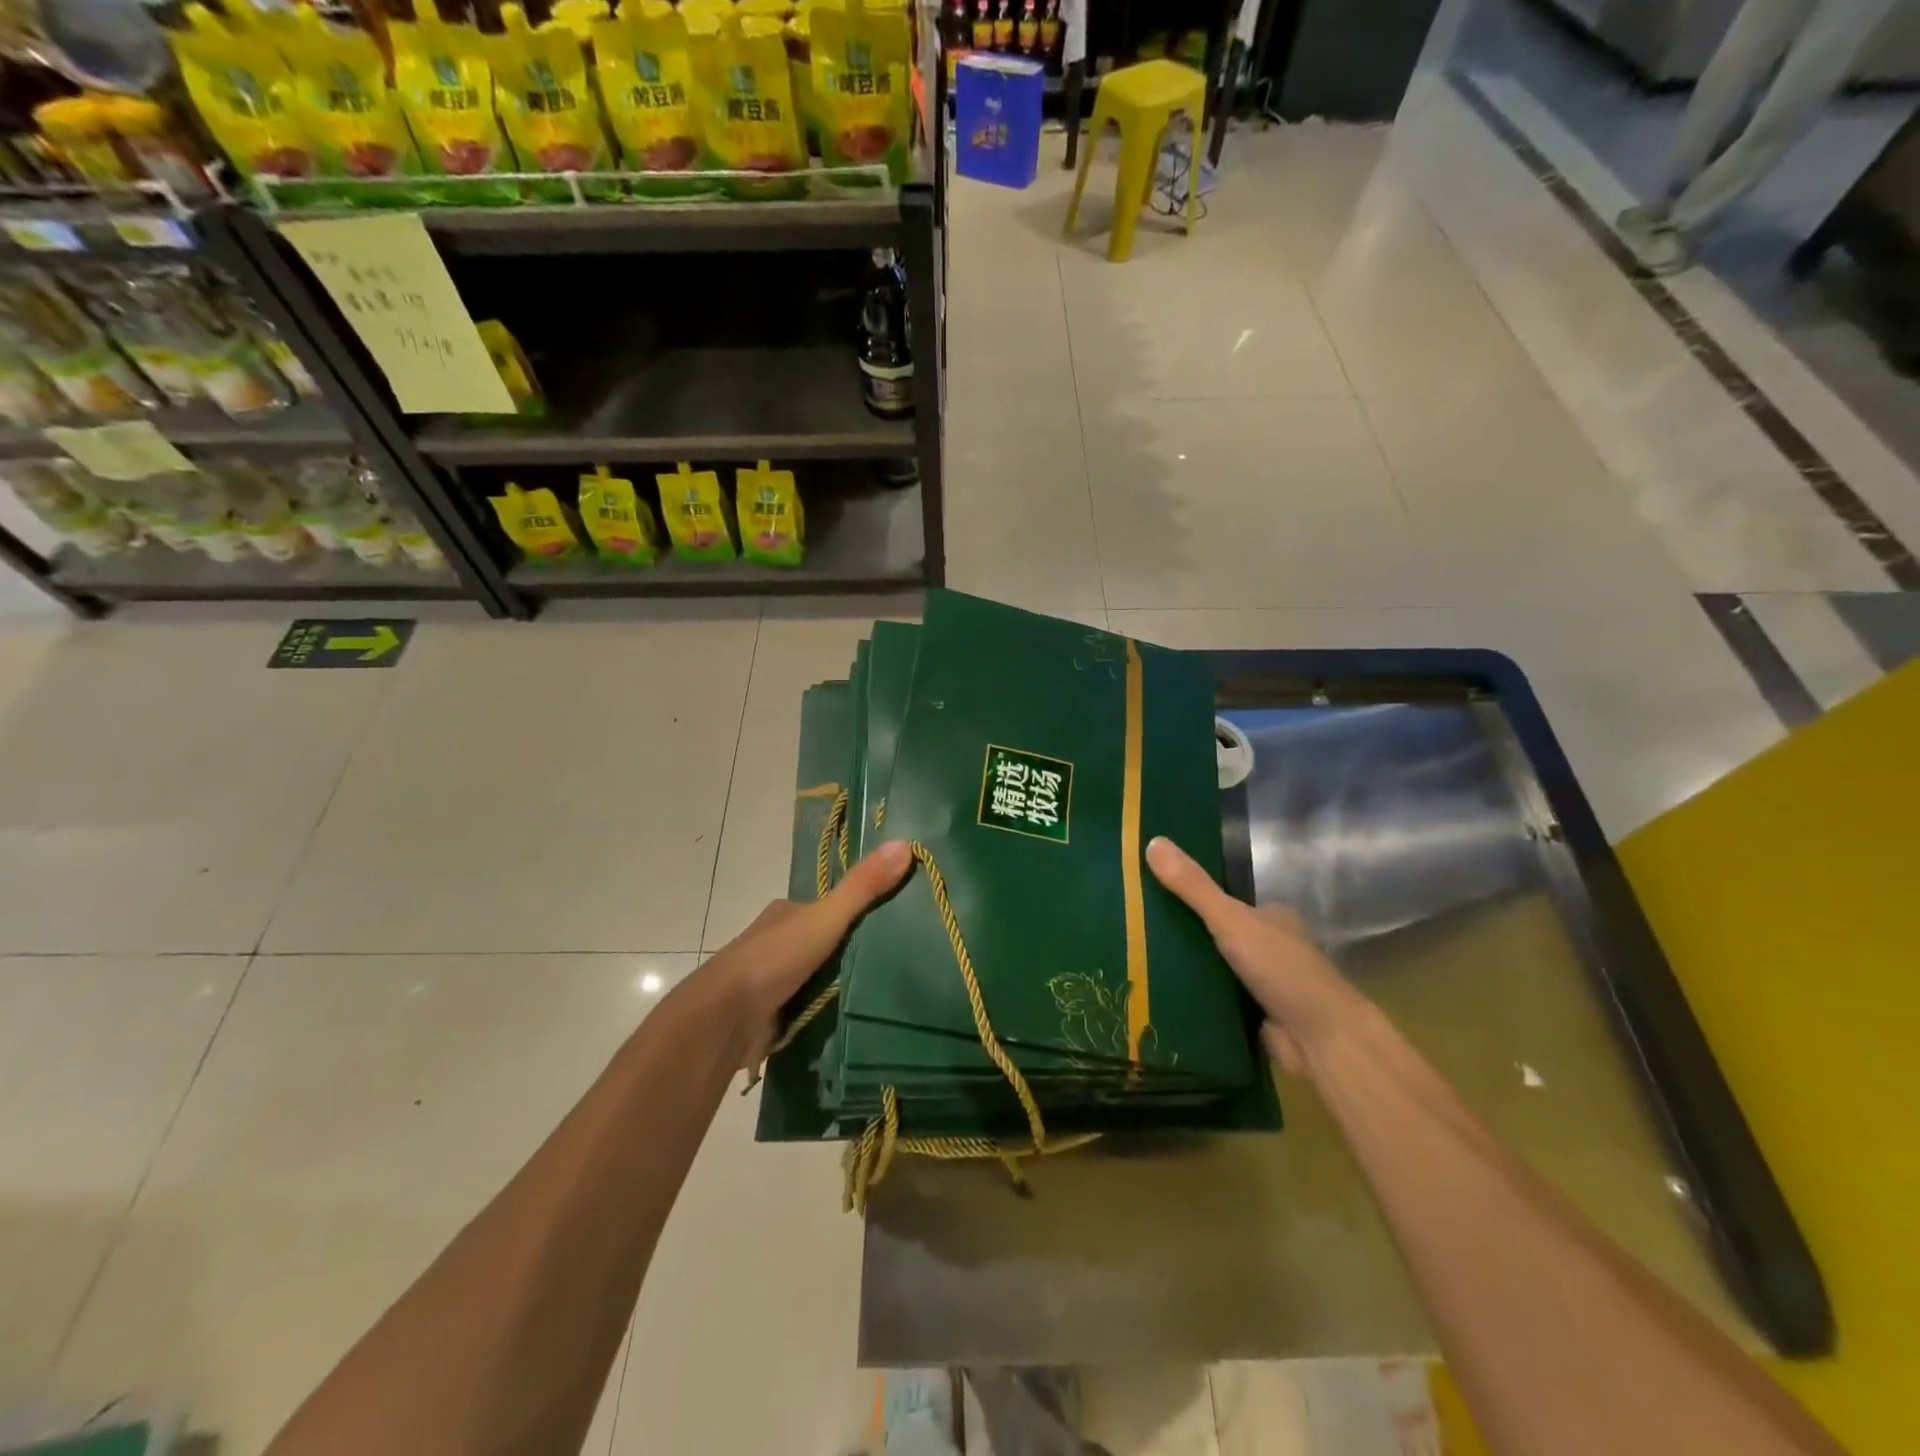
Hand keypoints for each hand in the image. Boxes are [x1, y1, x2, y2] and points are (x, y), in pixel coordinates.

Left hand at [705, 839, 912, 1066]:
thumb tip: (905, 843)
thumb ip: (863, 887)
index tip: (892, 922)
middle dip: (849, 951)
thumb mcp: (826, 917)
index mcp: (787, 914)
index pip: (827, 907)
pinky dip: (826, 1012)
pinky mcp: (772, 1015)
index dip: (855, 912)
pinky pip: (807, 1007)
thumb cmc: (775, 959)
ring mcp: (772, 980)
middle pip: (823, 942)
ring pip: (815, 976)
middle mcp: (777, 942)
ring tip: (882, 992)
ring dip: (838, 985)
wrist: (726, 1018)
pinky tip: (853, 1017)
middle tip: (893, 962)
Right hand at [1145, 836, 1367, 1074]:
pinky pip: (1215, 1001)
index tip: (1151, 895)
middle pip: (1216, 935)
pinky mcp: (1254, 1017)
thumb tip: (1152, 841)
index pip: (1223, 901)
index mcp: (1270, 917)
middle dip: (1184, 936)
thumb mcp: (1231, 919)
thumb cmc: (1281, 969)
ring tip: (1136, 961)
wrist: (1319, 1039)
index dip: (1190, 897)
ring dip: (1187, 969)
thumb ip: (1193, 887)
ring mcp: (1262, 984)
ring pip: (1214, 969)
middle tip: (1136, 931)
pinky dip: (1194, 999)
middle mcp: (1269, 947)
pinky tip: (1160, 995)